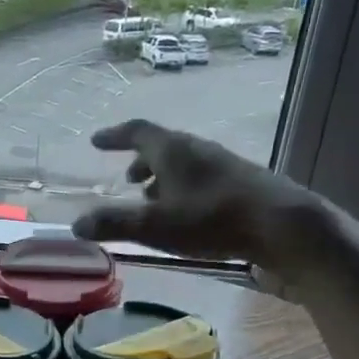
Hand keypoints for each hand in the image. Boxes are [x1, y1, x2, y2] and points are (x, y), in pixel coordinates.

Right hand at [72, 119, 323, 263]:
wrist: (281, 225)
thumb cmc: (212, 220)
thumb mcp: (156, 226)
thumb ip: (115, 223)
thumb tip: (77, 225)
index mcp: (173, 150)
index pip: (137, 132)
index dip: (115, 136)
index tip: (97, 141)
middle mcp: (197, 150)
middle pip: (162, 147)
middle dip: (141, 161)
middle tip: (127, 180)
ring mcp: (222, 164)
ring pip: (183, 164)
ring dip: (162, 178)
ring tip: (152, 201)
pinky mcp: (239, 183)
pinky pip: (200, 178)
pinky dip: (182, 189)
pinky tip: (185, 214)